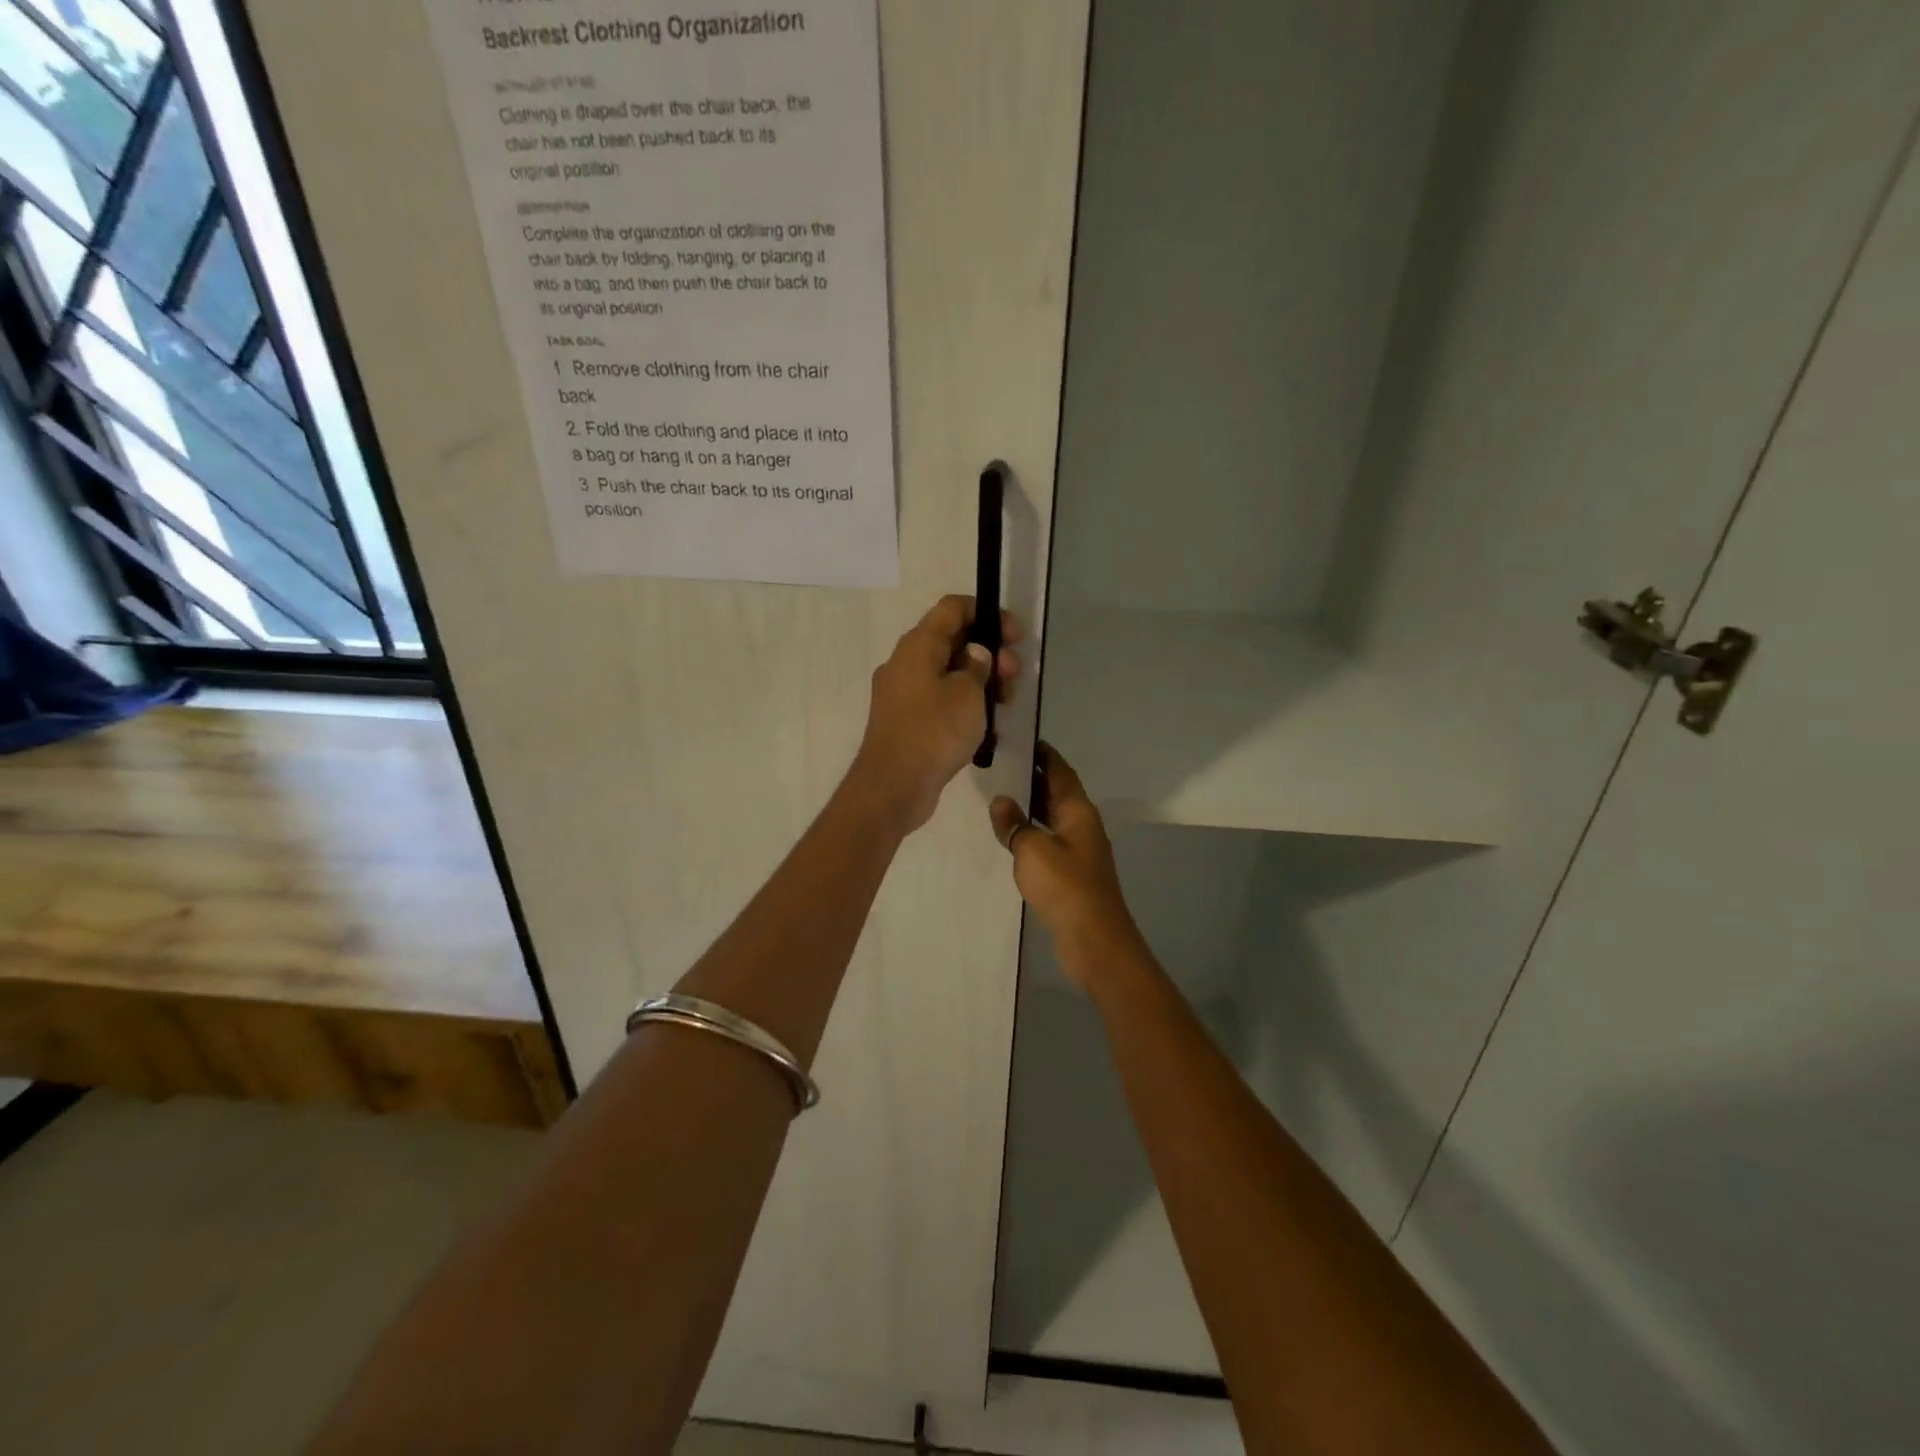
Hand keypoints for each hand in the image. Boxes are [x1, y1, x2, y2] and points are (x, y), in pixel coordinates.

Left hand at [849, 594, 1022, 834]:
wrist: (892, 787)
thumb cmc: (934, 733)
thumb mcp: (968, 694)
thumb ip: (977, 666)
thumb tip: (975, 654)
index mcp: (917, 646)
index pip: (953, 608)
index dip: (987, 613)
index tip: (1014, 636)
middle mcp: (905, 663)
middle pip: (952, 640)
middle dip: (989, 652)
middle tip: (1014, 676)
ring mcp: (903, 693)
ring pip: (948, 672)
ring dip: (980, 681)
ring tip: (1004, 704)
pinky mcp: (906, 720)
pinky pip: (940, 699)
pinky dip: (964, 704)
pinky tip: (986, 725)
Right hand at [989, 743, 1144, 988]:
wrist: (1094, 939)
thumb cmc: (1065, 887)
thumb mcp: (1032, 850)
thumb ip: (1015, 824)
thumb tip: (1000, 801)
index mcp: (1078, 811)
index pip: (1061, 771)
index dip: (1044, 754)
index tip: (1023, 739)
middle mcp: (1082, 825)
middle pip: (1058, 793)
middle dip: (1034, 778)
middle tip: (1001, 765)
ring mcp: (1080, 851)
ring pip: (1053, 818)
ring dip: (1031, 806)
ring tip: (999, 795)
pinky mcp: (1073, 874)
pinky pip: (1050, 841)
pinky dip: (1032, 832)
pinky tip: (1012, 836)